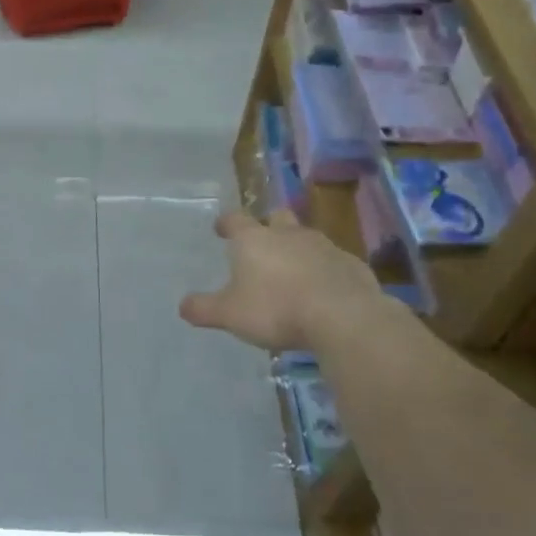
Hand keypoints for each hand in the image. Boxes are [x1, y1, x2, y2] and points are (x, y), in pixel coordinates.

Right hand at [180, 209, 389, 352]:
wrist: (343, 317)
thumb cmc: (276, 309)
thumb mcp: (229, 314)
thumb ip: (204, 309)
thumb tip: (183, 306)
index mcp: (254, 240)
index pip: (235, 220)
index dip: (226, 223)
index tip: (220, 228)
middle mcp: (289, 234)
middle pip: (277, 218)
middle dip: (268, 226)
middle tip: (262, 242)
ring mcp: (324, 247)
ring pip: (307, 239)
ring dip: (298, 250)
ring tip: (292, 273)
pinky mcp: (352, 265)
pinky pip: (333, 262)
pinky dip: (324, 271)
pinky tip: (322, 292)